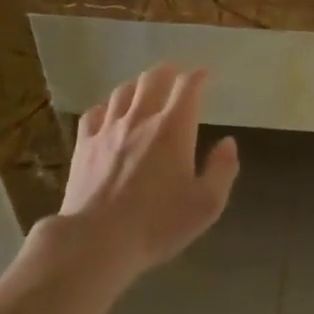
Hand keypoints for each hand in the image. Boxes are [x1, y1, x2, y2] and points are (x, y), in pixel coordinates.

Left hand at [58, 66, 238, 279]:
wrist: (96, 241)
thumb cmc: (157, 224)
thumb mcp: (206, 205)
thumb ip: (222, 170)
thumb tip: (229, 143)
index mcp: (173, 129)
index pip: (188, 87)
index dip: (198, 76)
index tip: (205, 76)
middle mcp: (141, 119)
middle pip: (153, 78)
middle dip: (168, 72)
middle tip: (175, 77)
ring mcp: (108, 129)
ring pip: (123, 91)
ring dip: (138, 86)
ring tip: (144, 91)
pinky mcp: (84, 144)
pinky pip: (94, 113)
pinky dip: (106, 108)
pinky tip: (109, 116)